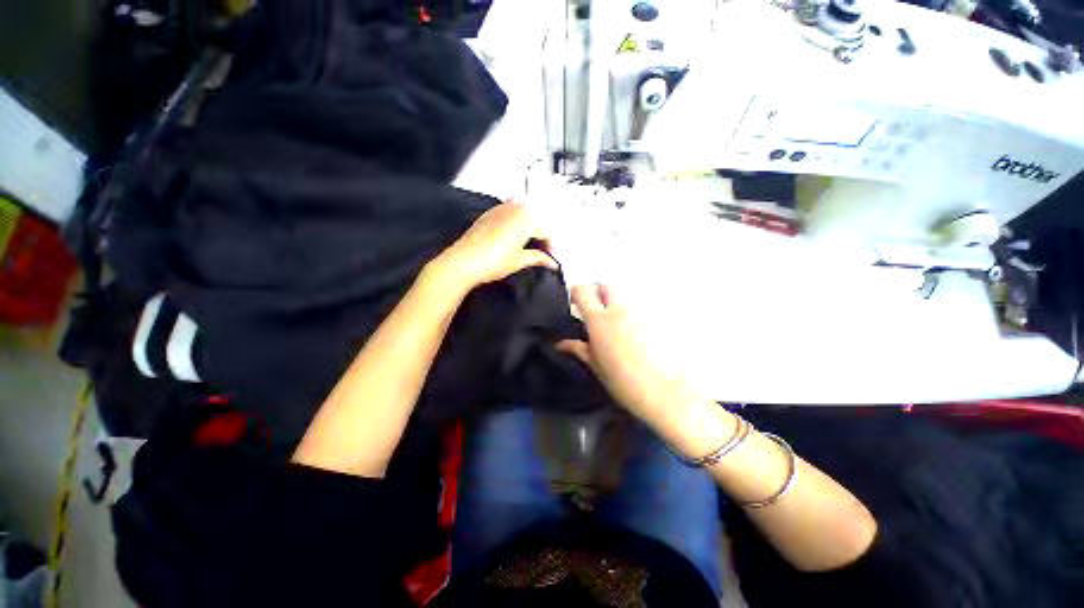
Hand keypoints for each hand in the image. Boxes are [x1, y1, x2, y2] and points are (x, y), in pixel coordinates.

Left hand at [430, 202, 557, 293]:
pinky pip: (509, 211)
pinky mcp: (488, 213)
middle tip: (543, 251)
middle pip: (535, 219)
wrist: (463, 261)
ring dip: (529, 225)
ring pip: (522, 213)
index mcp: (526, 219)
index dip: (551, 246)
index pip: (545, 231)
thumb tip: (551, 262)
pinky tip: (513, 232)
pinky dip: (515, 220)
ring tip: (529, 242)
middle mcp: (515, 209)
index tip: (552, 257)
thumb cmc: (493, 261)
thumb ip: (538, 258)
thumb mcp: (519, 261)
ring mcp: (500, 209)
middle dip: (541, 234)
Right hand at [557, 284, 710, 433]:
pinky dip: (633, 315)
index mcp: (599, 320)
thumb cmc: (624, 382)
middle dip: (598, 293)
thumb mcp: (596, 366)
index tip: (574, 304)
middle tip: (595, 311)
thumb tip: (562, 344)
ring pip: (624, 297)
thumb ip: (579, 349)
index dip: (575, 293)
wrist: (665, 392)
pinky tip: (634, 334)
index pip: (583, 291)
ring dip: (616, 304)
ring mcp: (640, 312)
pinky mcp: (657, 319)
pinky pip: (640, 309)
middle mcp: (620, 310)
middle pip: (606, 286)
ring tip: (616, 325)